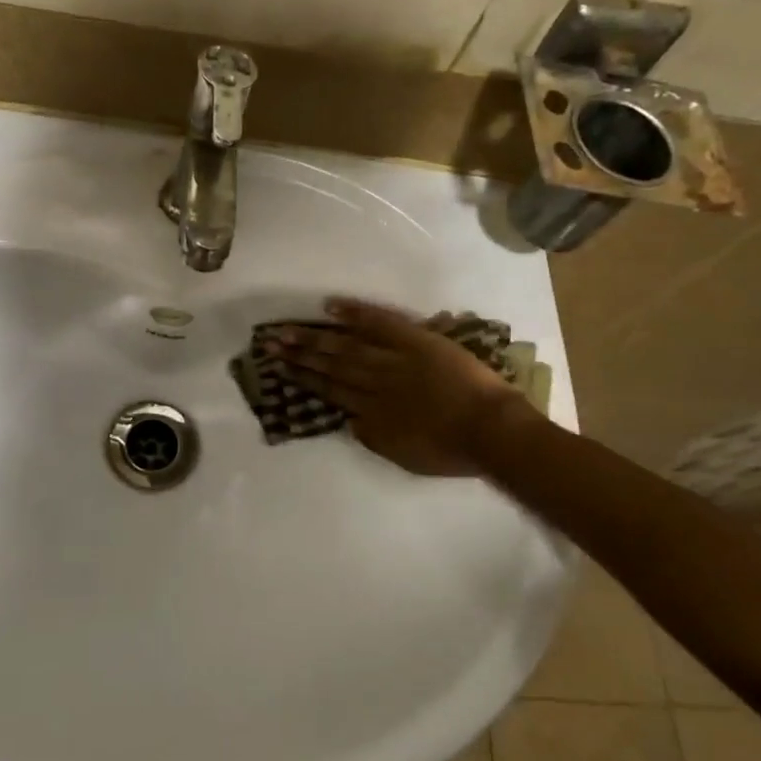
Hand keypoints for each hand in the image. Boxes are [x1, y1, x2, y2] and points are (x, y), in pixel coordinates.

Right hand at [274, 298, 525, 475]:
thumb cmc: (453, 451)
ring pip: (346, 345)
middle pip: (330, 365)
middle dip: (299, 355)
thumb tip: (350, 419)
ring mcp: (393, 358)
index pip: (330, 391)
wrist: (491, 430)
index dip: (304, 379)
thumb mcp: (404, 456)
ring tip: (287, 330)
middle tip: (270, 343)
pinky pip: (380, 322)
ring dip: (315, 336)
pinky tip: (331, 305)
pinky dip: (355, 311)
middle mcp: (374, 383)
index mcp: (372, 413)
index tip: (280, 369)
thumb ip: (374, 436)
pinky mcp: (414, 340)